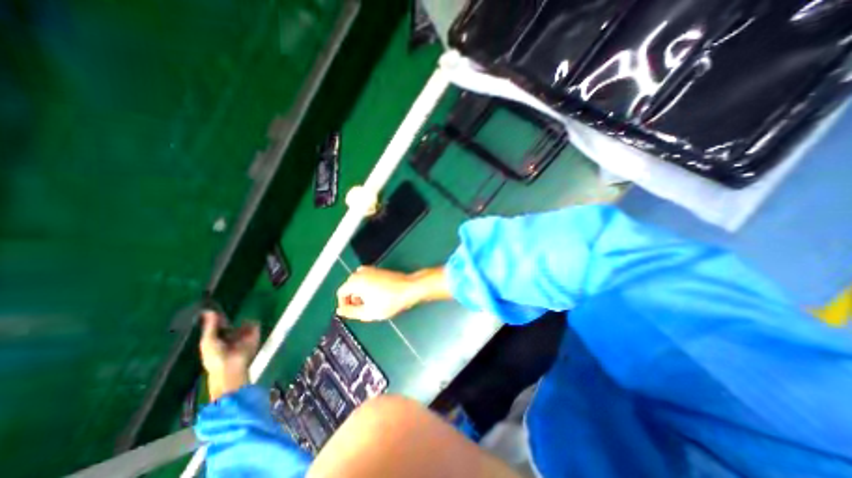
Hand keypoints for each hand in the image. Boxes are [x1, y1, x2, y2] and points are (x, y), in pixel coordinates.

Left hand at [199, 312, 259, 400]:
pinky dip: (254, 323)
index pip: (218, 329)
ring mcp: (243, 338)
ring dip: (243, 321)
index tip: (216, 310)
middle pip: (231, 327)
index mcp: (216, 342)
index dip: (217, 320)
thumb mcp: (208, 341)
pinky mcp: (254, 337)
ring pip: (244, 326)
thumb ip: (210, 326)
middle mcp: (230, 339)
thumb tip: (208, 310)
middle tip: (229, 311)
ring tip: (242, 313)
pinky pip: (255, 327)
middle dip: (230, 320)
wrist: (232, 367)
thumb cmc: (215, 356)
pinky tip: (249, 320)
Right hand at [336, 266, 451, 320]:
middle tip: (362, 310)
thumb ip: (350, 313)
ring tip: (371, 305)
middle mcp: (361, 272)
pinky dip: (368, 288)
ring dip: (361, 294)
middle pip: (349, 287)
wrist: (409, 289)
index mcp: (356, 281)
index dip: (344, 305)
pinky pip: (367, 280)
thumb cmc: (390, 301)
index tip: (351, 312)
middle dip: (353, 299)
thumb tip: (340, 311)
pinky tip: (377, 297)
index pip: (341, 293)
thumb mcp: (368, 312)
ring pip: (359, 284)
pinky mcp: (379, 270)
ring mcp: (371, 269)